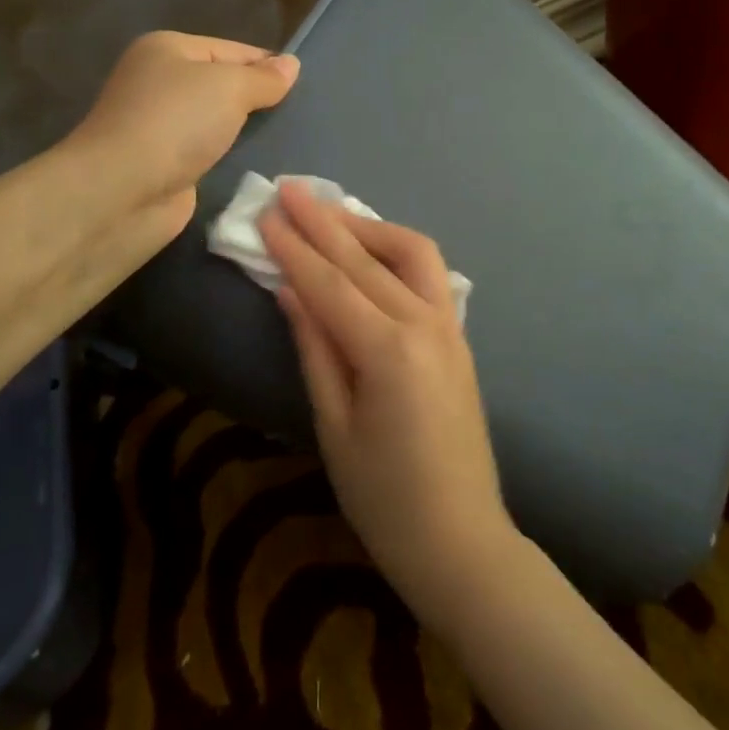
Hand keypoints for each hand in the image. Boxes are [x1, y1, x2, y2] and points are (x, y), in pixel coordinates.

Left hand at [70, 31, 298, 237]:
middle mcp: (158, 82)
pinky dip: (228, 157)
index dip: (267, 65)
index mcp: (167, 49)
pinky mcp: (164, 164)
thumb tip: (291, 65)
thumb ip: (264, 78)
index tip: (303, 86)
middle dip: (256, 99)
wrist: (122, 191)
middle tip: (298, 115)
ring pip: (216, 121)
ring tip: (287, 139)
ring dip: (243, 132)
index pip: (231, 49)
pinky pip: (208, 152)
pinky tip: (257, 164)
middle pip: (221, 84)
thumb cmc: (176, 123)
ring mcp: (159, 125)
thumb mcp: (230, 87)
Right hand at [260, 182, 513, 618]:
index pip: (329, 283)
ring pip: (411, 253)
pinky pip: (428, 275)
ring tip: (330, 214)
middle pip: (366, 258)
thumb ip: (315, 348)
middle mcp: (425, 323)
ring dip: (368, 227)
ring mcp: (450, 326)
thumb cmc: (384, 499)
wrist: (462, 539)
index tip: (266, 212)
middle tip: (290, 190)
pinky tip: (371, 251)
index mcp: (388, 350)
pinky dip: (395, 251)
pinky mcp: (459, 336)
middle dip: (325, 221)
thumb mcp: (334, 426)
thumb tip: (289, 290)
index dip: (294, 247)